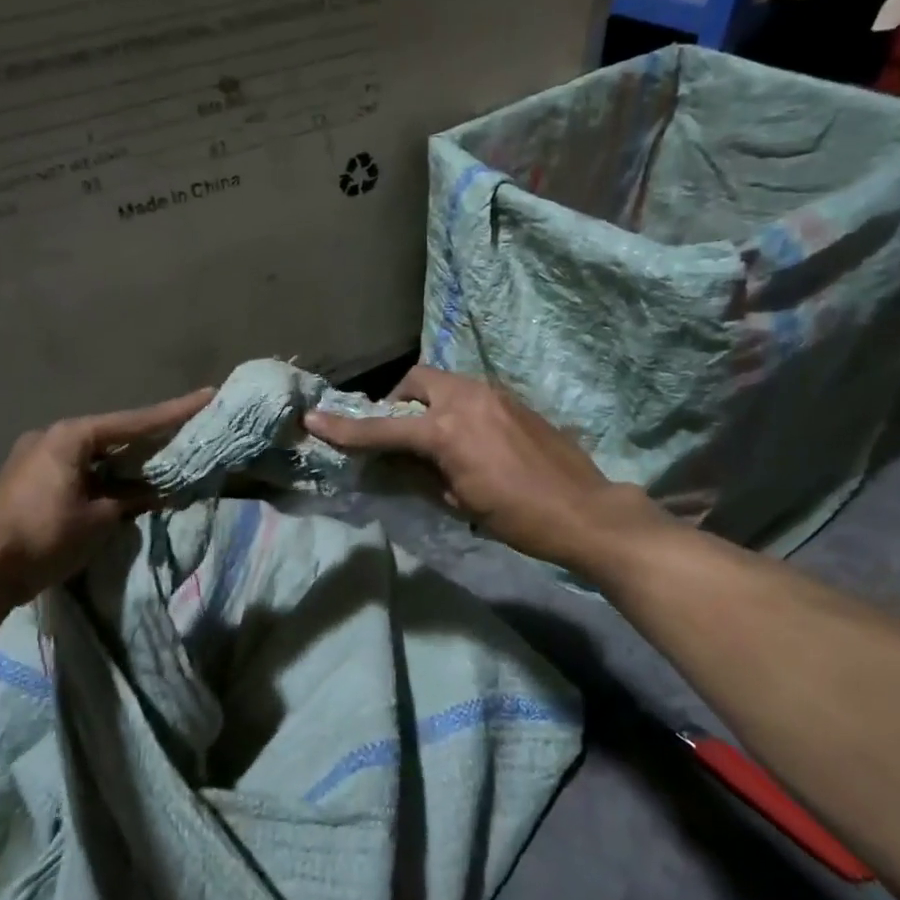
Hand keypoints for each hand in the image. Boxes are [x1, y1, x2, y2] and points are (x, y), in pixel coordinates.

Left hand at [0, 387, 212, 602]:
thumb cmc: (45, 535)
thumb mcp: (100, 518)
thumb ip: (132, 498)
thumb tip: (156, 491)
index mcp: (71, 436)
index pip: (135, 422)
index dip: (175, 412)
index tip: (208, 396)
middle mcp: (53, 437)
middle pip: (114, 434)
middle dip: (150, 438)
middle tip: (187, 434)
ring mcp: (36, 458)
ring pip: (96, 454)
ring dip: (126, 462)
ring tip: (161, 463)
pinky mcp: (30, 481)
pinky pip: (80, 470)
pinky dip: (105, 476)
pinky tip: (125, 486)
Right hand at [305, 366, 659, 574]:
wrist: (585, 511)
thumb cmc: (518, 517)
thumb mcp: (459, 501)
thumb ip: (423, 473)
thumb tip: (402, 461)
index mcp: (448, 430)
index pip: (384, 427)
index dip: (346, 428)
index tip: (314, 420)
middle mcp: (468, 399)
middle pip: (417, 381)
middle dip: (398, 401)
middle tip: (397, 431)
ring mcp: (495, 395)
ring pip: (446, 383)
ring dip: (428, 403)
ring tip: (433, 437)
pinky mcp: (515, 401)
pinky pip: (472, 393)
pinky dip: (456, 408)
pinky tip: (467, 438)